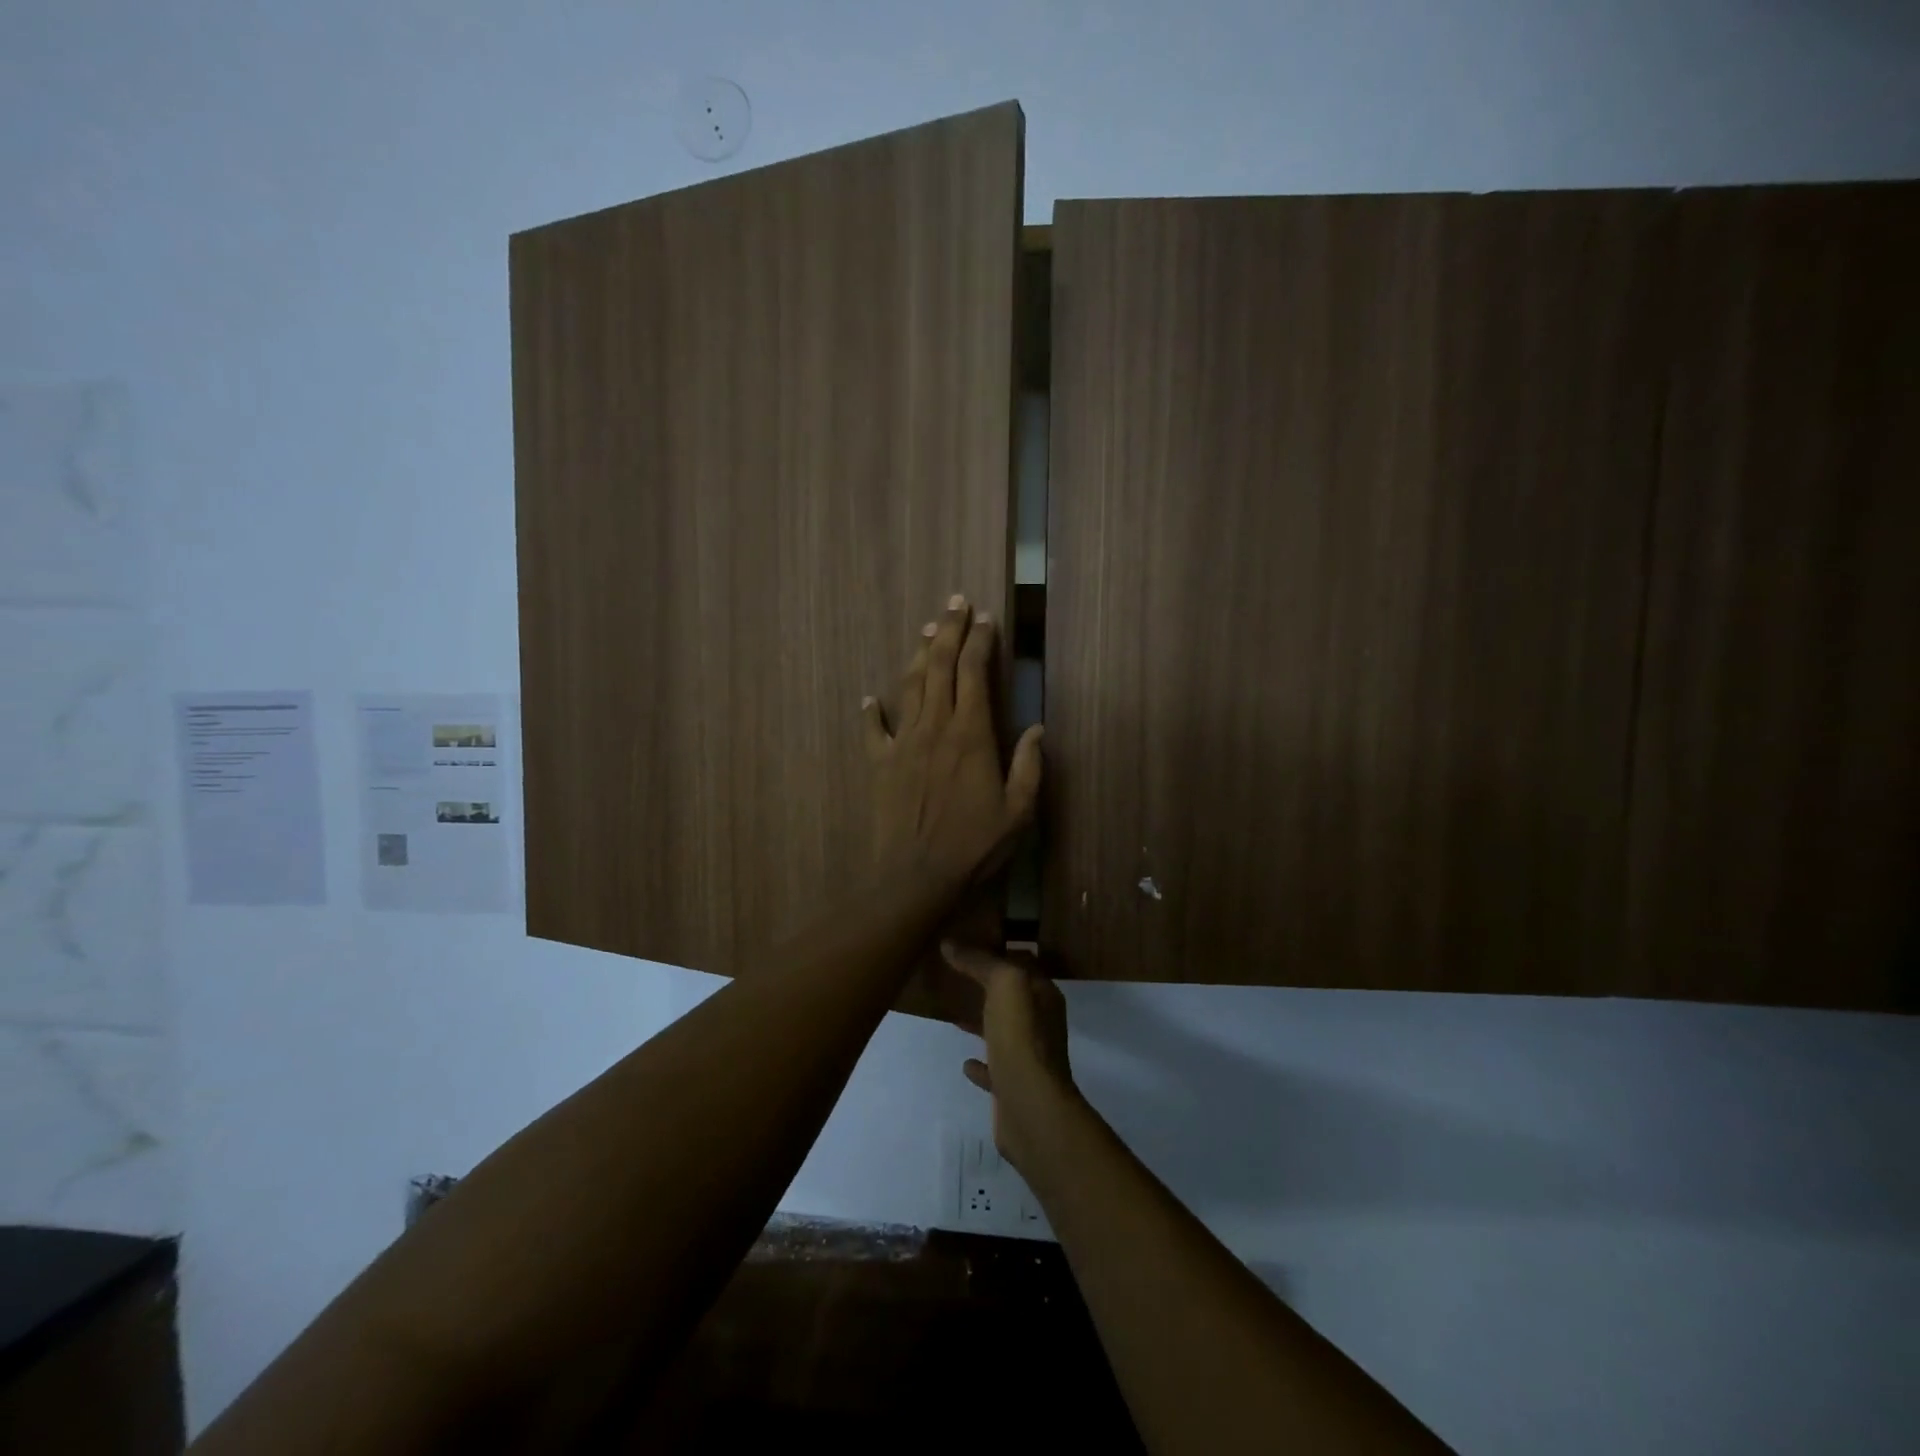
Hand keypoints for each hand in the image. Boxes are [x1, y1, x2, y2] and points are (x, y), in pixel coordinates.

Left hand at [863, 594, 1043, 893]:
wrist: (916, 877)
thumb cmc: (974, 846)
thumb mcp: (1018, 812)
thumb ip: (1029, 766)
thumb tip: (1038, 728)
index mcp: (971, 735)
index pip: (974, 674)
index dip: (980, 642)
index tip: (985, 618)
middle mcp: (935, 728)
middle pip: (939, 667)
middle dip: (948, 630)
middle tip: (954, 602)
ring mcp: (903, 743)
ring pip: (909, 686)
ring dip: (918, 655)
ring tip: (926, 630)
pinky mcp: (880, 763)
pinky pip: (873, 729)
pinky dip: (872, 710)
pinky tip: (870, 697)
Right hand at [943, 942, 1081, 1173]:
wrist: (1030, 1107)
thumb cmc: (1021, 1038)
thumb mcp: (1004, 985)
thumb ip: (981, 962)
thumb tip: (950, 944)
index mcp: (1044, 996)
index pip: (1022, 964)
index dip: (999, 953)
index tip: (970, 944)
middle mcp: (1041, 1024)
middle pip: (1014, 999)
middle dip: (990, 987)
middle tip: (957, 976)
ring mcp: (1029, 1058)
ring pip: (1004, 1032)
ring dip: (983, 1023)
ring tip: (955, 1016)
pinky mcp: (1014, 1088)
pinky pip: (995, 1068)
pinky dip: (981, 1064)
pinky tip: (965, 1063)